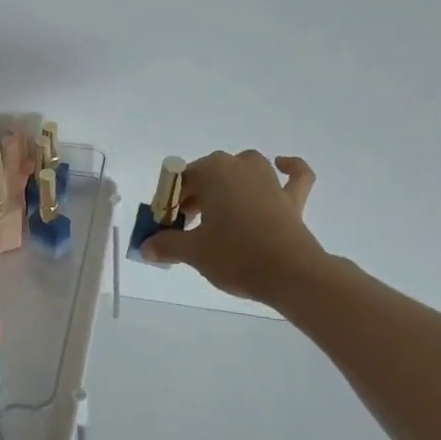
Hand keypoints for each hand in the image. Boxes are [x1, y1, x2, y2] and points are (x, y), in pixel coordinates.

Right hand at [141, 151, 328, 305]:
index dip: (169, 203)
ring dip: (230, 181)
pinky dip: (289, 168)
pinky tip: (282, 165)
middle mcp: (239, 166)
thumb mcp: (194, 252)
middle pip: (208, 174)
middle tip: (187, 228)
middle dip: (195, 197)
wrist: (290, 274)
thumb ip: (167, 245)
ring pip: (244, 168)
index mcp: (212, 171)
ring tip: (220, 208)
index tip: (167, 227)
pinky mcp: (292, 198)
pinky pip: (294, 175)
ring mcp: (269, 179)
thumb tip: (146, 247)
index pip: (180, 180)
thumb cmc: (236, 255)